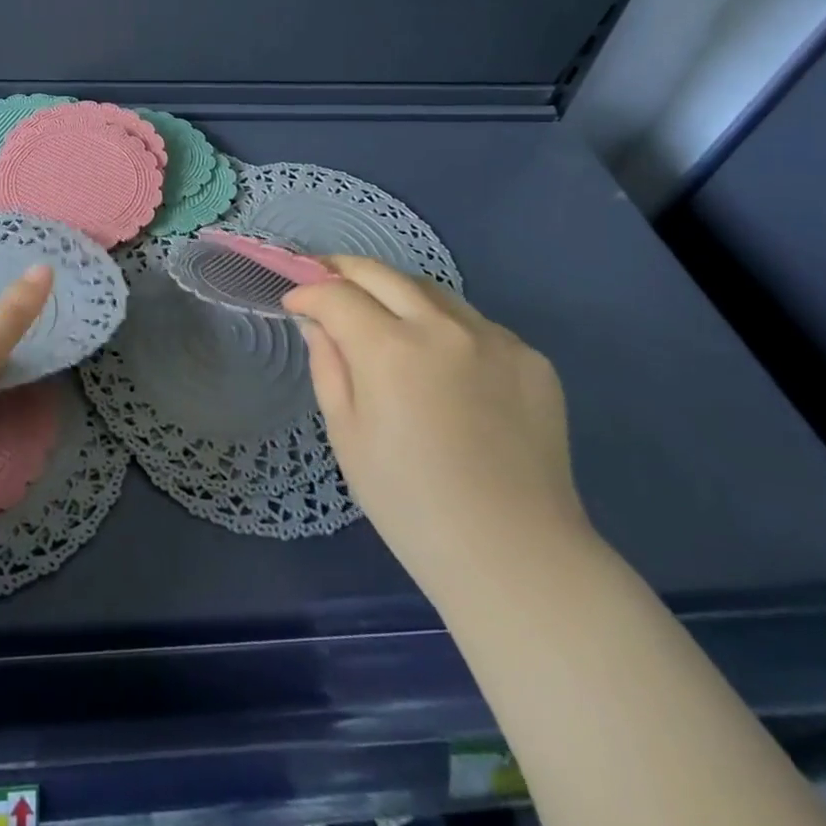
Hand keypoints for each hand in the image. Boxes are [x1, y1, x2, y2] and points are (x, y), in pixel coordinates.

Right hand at [284, 256, 588, 595]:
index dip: (308, 293)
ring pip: (432, 290)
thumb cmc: (411, 504)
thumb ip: (328, 367)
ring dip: (396, 292)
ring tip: (380, 314)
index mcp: (390, 350)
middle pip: (382, 273)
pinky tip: (441, 362)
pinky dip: (445, 327)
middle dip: (343, 270)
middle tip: (325, 280)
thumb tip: (318, 324)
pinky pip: (475, 324)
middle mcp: (443, 328)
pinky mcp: (531, 358)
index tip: (294, 303)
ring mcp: (494, 339)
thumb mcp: (347, 436)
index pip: (337, 295)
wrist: (514, 556)